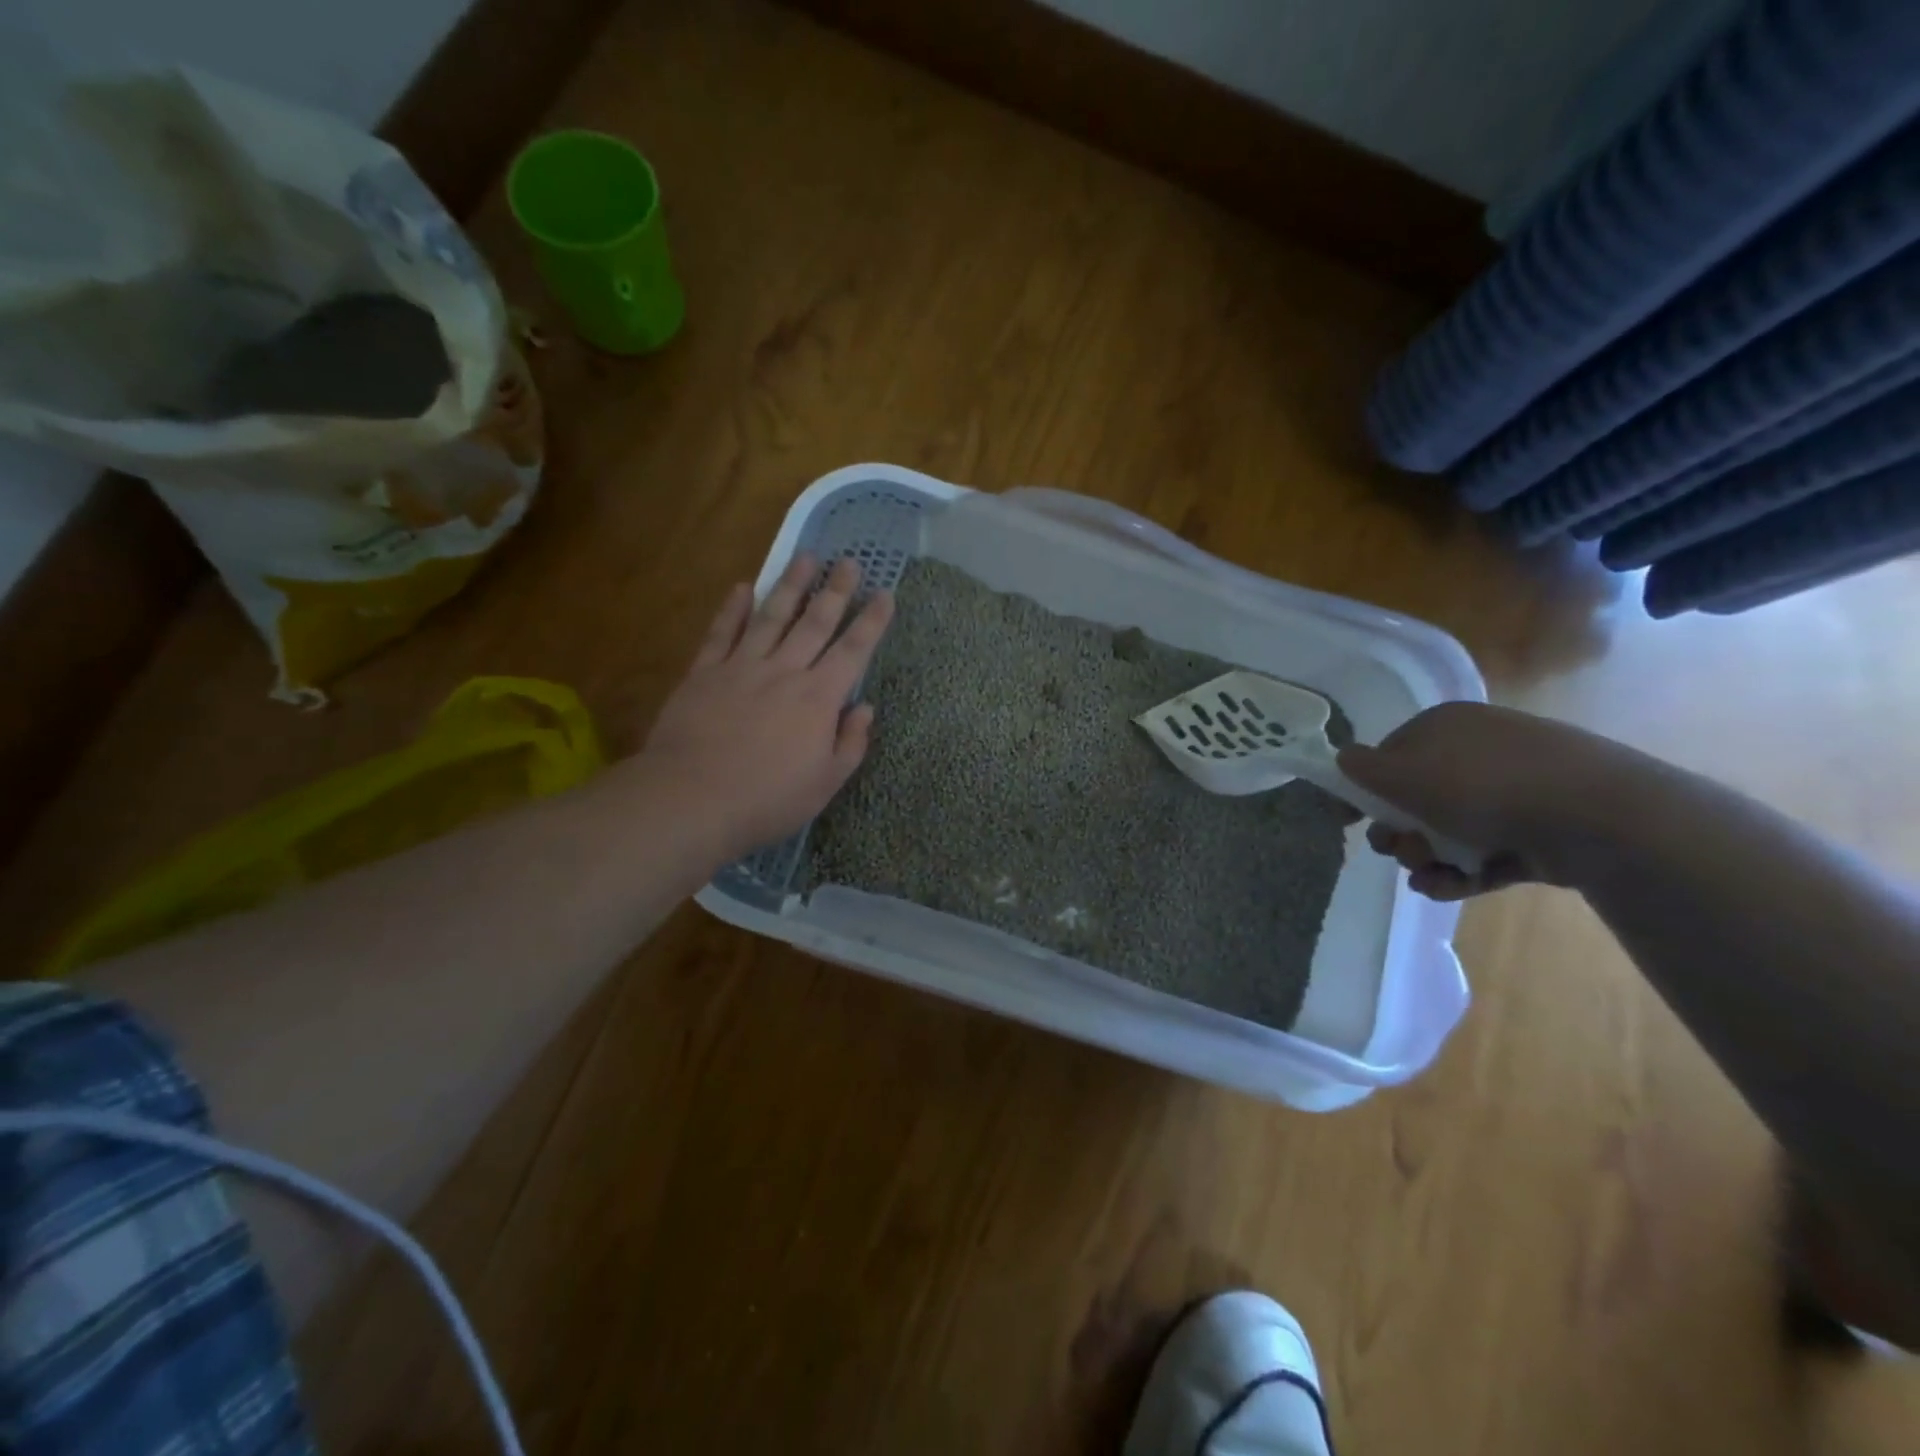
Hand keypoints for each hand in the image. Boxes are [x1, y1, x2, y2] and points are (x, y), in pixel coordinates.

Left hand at [639, 553, 893, 863]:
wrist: (692, 799)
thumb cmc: (767, 799)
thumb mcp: (826, 783)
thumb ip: (850, 742)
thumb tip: (864, 707)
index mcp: (819, 698)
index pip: (853, 650)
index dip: (872, 621)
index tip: (885, 593)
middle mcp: (784, 672)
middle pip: (815, 622)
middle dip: (836, 590)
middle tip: (849, 561)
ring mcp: (741, 667)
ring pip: (772, 617)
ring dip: (790, 586)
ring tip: (805, 557)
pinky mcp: (704, 673)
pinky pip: (722, 633)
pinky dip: (733, 609)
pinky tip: (742, 587)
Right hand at [1337, 702, 1642, 901]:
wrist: (1595, 816)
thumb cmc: (1482, 786)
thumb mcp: (1404, 775)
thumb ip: (1363, 769)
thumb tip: (1343, 758)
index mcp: (1445, 726)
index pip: (1391, 754)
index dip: (1368, 789)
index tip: (1352, 822)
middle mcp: (1478, 751)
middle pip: (1418, 796)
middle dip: (1399, 831)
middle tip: (1397, 851)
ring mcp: (1513, 789)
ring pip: (1450, 828)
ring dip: (1427, 857)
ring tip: (1427, 877)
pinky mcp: (1539, 828)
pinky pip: (1487, 850)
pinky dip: (1463, 871)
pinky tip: (1449, 888)